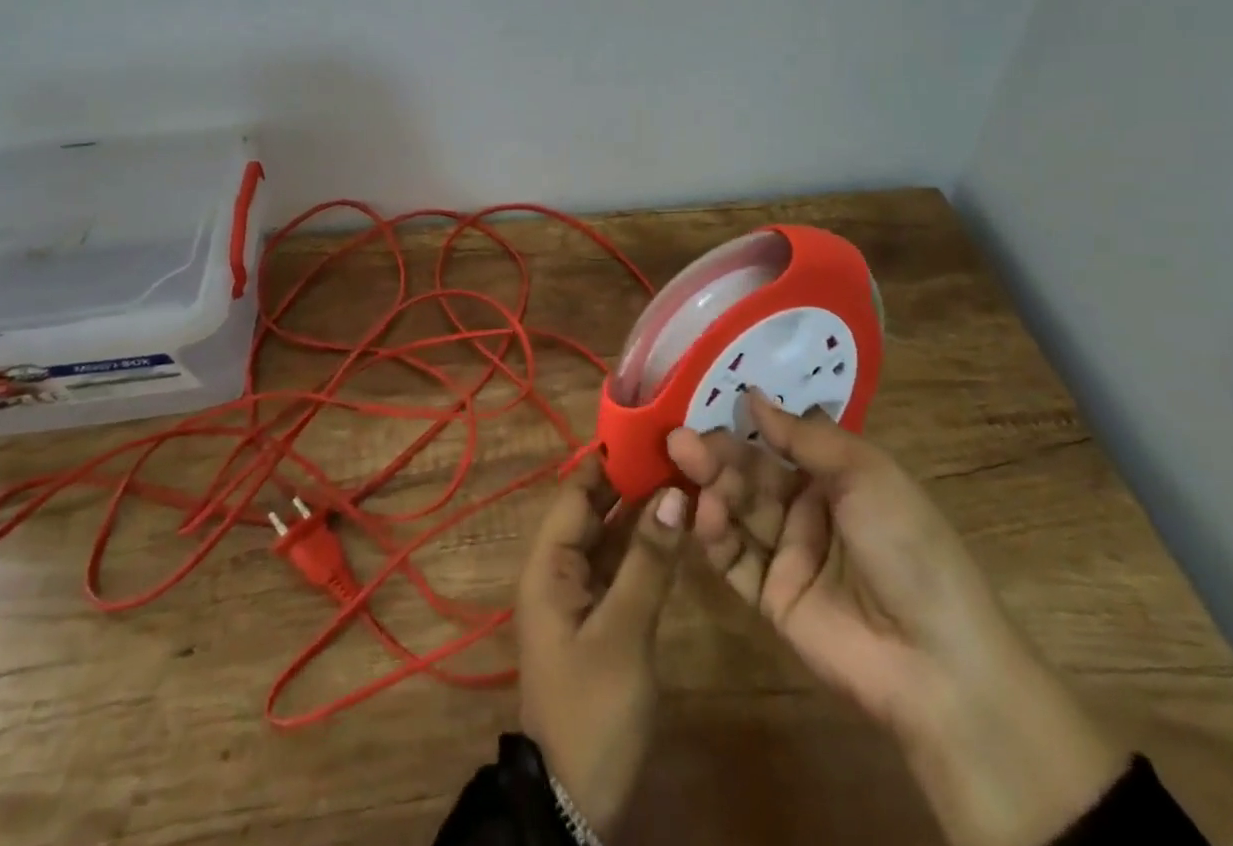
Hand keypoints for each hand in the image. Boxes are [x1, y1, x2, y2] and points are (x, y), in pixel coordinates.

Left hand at [515, 457, 686, 836]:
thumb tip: (673, 493)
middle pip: (594, 510)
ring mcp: (579, 594)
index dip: (609, 459)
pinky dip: (645, 546)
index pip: (577, 492)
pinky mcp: (600, 618)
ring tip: (684, 474)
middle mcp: (559, 568)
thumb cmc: (591, 708)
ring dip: (641, 510)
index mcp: (549, 564)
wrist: (575, 803)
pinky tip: (677, 528)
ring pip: (610, 536)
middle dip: (630, 480)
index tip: (649, 428)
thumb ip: (648, 561)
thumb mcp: (623, 632)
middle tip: (677, 447)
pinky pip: (620, 566)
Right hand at [668, 395, 1124, 845]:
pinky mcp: (770, 597)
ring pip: (738, 510)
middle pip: (752, 474)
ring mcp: (789, 554)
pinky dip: (714, 534)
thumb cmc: (908, 546)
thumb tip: (752, 395)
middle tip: (679, 436)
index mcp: (838, 477)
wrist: (937, 663)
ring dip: (710, 485)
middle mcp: (809, 510)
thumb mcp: (865, 473)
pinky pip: (734, 558)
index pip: (781, 440)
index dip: (747, 422)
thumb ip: (804, 436)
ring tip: (683, 462)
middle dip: (718, 453)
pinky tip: (703, 513)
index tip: (707, 399)